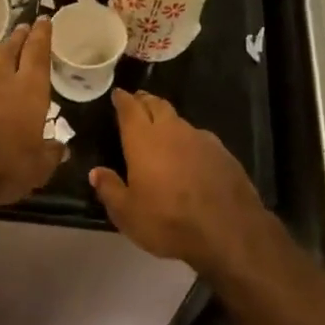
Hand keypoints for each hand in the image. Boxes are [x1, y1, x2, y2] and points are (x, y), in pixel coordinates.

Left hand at [0, 19, 64, 207]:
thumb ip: (50, 153)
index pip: (38, 53)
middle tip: (25, 27)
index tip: (44, 20)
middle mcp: (2, 80)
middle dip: (21, 37)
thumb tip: (59, 147)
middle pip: (12, 49)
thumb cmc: (4, 166)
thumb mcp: (38, 168)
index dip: (42, 35)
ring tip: (7, 48)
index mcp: (30, 90)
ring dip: (1, 52)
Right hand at [89, 90, 270, 270]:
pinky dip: (189, 140)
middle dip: (145, 101)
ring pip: (180, 120)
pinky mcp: (223, 153)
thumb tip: (96, 172)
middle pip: (157, 105)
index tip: (118, 94)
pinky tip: (190, 154)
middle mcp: (172, 131)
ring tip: (162, 129)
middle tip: (137, 102)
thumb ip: (110, 189)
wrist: (228, 231)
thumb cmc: (168, 221)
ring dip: (168, 120)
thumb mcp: (127, 214)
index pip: (130, 108)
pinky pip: (200, 138)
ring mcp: (201, 139)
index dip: (122, 99)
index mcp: (143, 140)